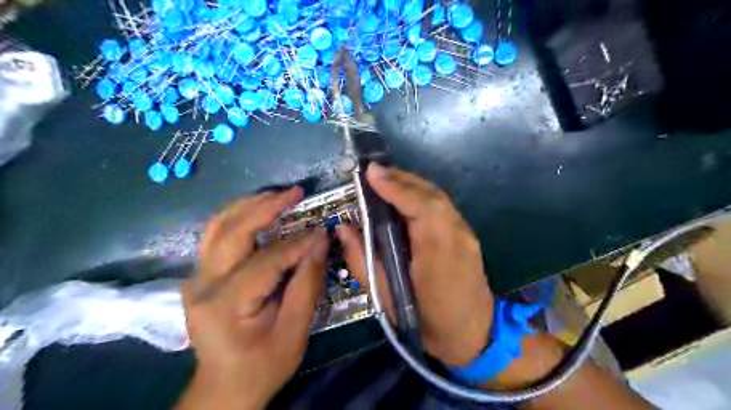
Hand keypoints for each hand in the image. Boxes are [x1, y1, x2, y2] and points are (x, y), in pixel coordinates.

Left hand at [177, 187, 327, 407]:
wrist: (223, 388)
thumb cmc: (261, 366)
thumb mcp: (294, 332)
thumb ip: (307, 285)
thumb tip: (320, 243)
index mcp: (225, 304)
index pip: (267, 260)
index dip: (298, 243)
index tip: (323, 231)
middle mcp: (202, 284)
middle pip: (232, 230)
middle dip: (267, 206)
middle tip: (296, 193)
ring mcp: (195, 277)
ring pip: (217, 225)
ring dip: (249, 204)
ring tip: (278, 195)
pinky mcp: (199, 275)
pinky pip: (215, 235)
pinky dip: (237, 216)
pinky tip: (257, 210)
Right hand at [340, 165, 493, 365]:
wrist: (473, 334)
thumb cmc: (426, 320)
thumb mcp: (386, 297)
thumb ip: (362, 259)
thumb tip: (344, 228)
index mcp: (437, 250)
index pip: (419, 205)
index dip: (395, 186)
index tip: (371, 172)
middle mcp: (456, 234)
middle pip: (430, 194)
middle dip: (400, 178)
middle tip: (373, 172)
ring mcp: (465, 232)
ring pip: (437, 196)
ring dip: (411, 184)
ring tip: (385, 180)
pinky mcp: (466, 235)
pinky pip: (442, 206)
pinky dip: (421, 195)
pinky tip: (405, 198)